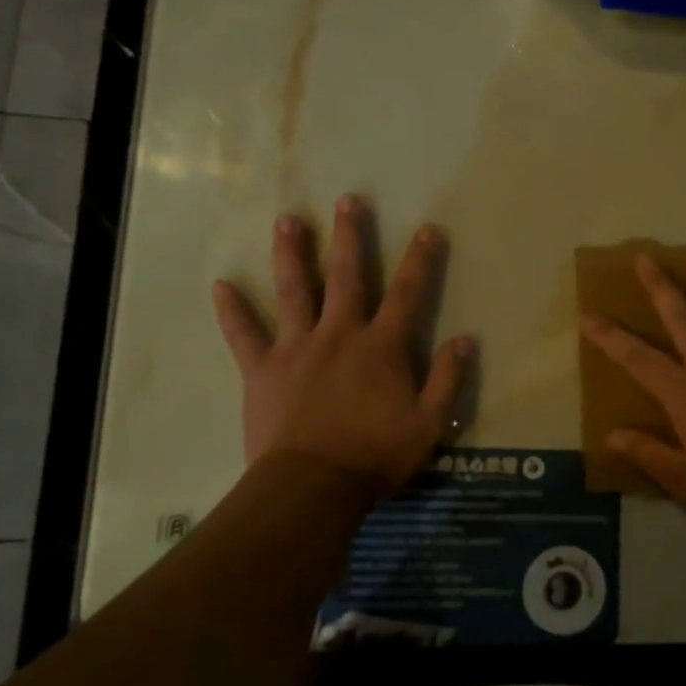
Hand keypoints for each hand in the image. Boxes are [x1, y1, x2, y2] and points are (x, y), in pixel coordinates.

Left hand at [212, 196, 472, 496]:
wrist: (313, 486)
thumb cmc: (375, 455)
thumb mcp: (429, 423)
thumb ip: (447, 379)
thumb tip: (465, 339)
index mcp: (381, 347)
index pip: (407, 293)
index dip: (420, 260)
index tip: (427, 228)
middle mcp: (339, 334)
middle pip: (346, 276)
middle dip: (349, 236)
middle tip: (347, 200)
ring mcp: (297, 348)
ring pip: (294, 291)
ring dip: (291, 253)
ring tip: (287, 220)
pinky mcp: (263, 369)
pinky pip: (244, 335)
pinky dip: (232, 311)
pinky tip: (220, 286)